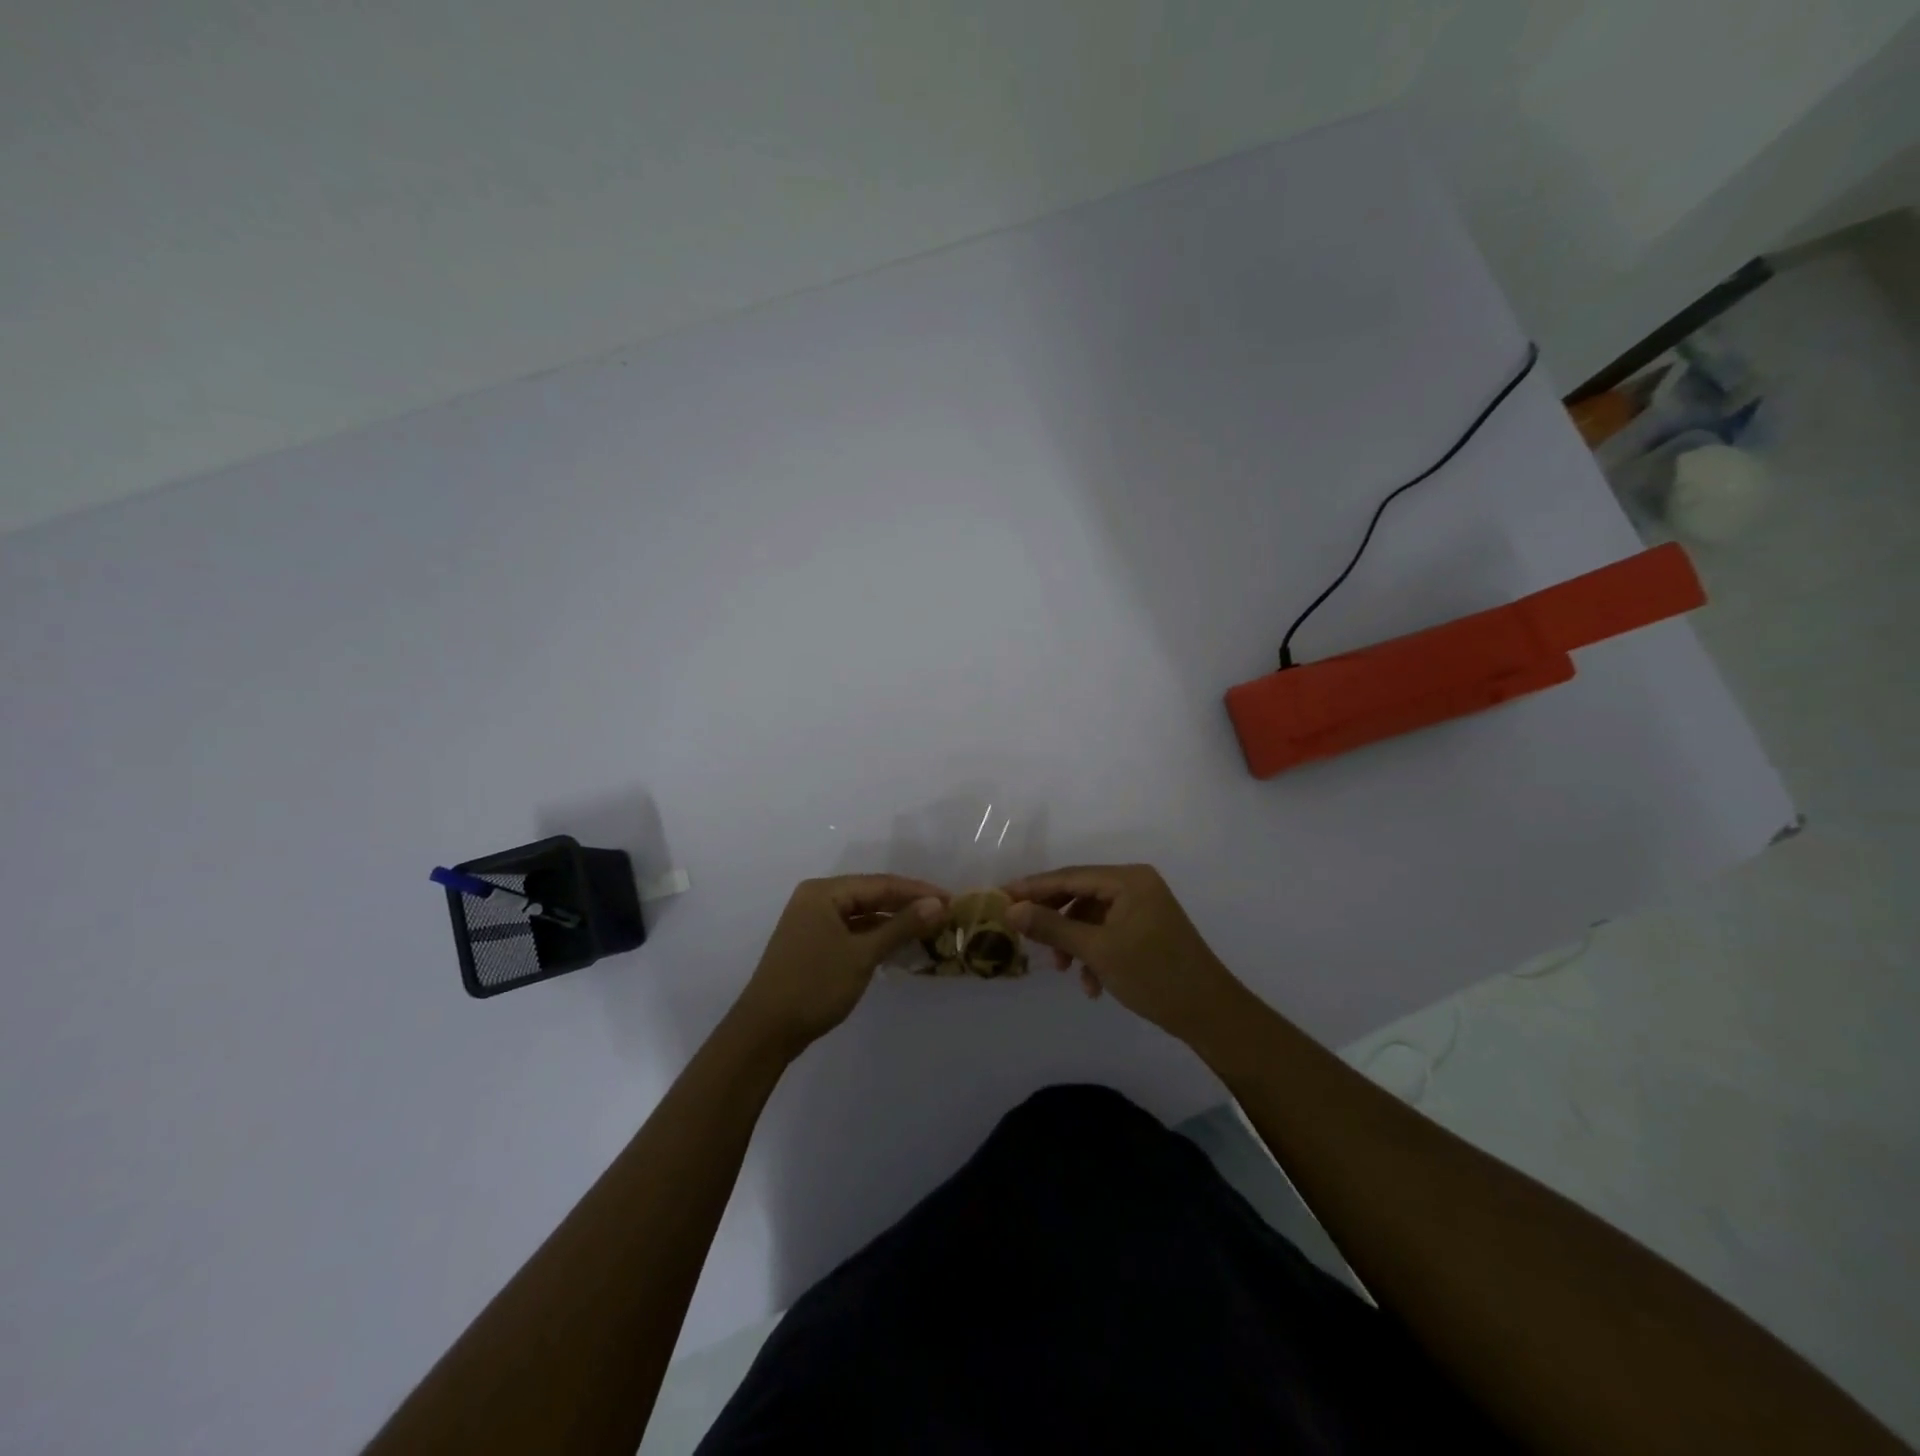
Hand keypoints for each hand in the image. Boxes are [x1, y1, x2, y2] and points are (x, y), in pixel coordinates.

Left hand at [731, 875, 946, 1056]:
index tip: (952, 900)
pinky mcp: (813, 944)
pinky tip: (899, 945)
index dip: (918, 891)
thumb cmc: (814, 985)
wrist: (765, 1032)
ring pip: (862, 915)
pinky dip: (876, 936)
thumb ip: (900, 926)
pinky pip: (852, 931)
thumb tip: (937, 904)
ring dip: (893, 922)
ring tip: (929, 928)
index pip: (881, 883)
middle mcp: (816, 899)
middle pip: (871, 895)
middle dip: (907, 905)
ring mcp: (812, 922)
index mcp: (824, 892)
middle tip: (945, 914)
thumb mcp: (862, 954)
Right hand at [1002, 864, 1244, 1045]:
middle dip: (1053, 918)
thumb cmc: (1153, 975)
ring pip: (1092, 916)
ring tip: (1063, 970)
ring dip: (1073, 941)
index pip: (1069, 876)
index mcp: (1128, 879)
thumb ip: (1052, 927)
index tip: (1000, 897)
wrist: (1210, 1013)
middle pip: (1079, 893)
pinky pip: (1108, 931)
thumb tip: (1011, 910)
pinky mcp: (1148, 929)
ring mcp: (1144, 906)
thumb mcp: (1097, 950)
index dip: (1033, 888)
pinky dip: (1094, 952)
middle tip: (1022, 934)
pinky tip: (1091, 984)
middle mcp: (1136, 884)